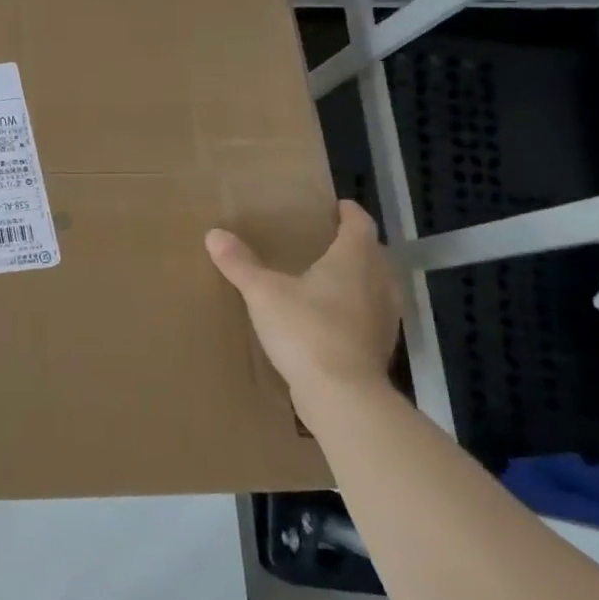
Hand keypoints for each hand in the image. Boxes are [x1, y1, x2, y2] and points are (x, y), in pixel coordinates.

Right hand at [205, 200, 401, 406]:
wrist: (341, 393)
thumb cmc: (306, 329)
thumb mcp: (263, 292)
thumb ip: (240, 263)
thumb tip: (214, 234)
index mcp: (353, 260)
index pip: (359, 225)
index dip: (349, 213)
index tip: (337, 206)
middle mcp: (378, 283)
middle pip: (373, 254)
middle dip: (354, 244)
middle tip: (328, 240)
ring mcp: (384, 318)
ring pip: (377, 286)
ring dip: (360, 277)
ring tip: (331, 277)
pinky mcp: (379, 347)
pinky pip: (370, 315)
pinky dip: (356, 308)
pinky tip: (332, 317)